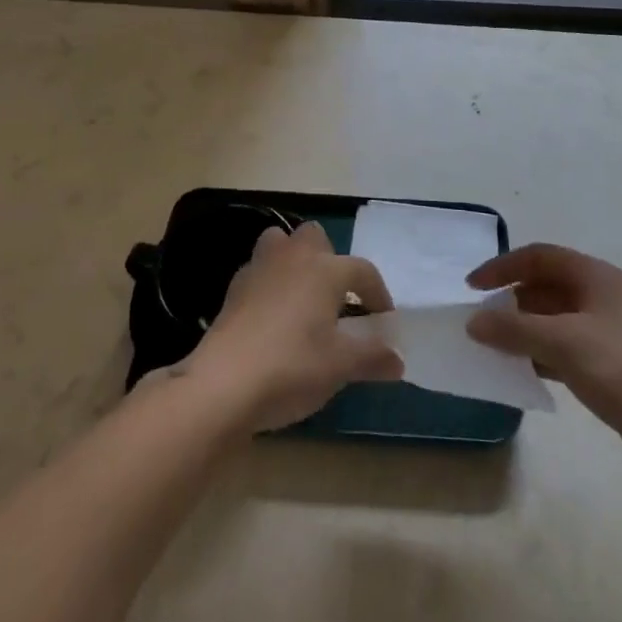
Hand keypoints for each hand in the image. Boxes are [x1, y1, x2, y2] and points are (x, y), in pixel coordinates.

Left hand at [186, 222, 401, 432]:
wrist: (224, 384)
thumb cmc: (292, 367)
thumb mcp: (340, 367)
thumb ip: (372, 358)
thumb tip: (397, 360)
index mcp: (325, 270)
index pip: (363, 271)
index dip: (378, 294)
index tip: (383, 321)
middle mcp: (294, 257)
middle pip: (315, 237)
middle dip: (329, 259)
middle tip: (335, 299)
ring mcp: (260, 268)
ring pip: (281, 243)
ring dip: (293, 261)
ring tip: (302, 298)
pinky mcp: (234, 287)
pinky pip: (259, 271)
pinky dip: (269, 284)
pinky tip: (272, 317)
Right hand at [467, 243, 621, 481]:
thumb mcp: (564, 343)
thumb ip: (515, 330)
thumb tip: (474, 322)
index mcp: (594, 276)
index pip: (538, 257)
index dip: (502, 267)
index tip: (472, 288)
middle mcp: (601, 297)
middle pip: (546, 287)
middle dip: (511, 302)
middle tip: (480, 323)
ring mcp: (608, 333)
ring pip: (554, 322)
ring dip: (524, 332)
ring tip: (493, 350)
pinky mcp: (612, 368)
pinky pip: (565, 351)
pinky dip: (541, 357)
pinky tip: (522, 375)